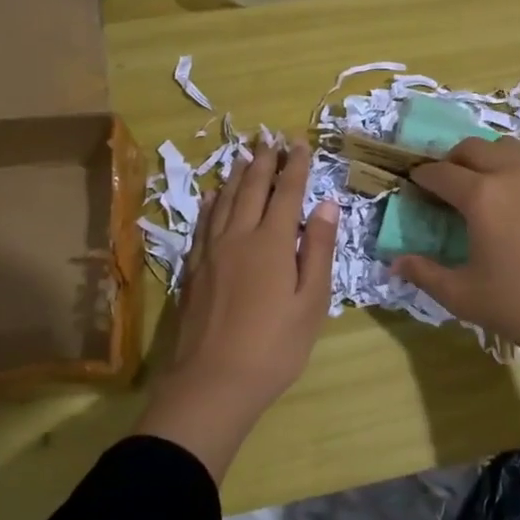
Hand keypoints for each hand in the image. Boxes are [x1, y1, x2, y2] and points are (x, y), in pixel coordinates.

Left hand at [137, 140, 338, 478]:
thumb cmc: (275, 346)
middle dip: (264, 161)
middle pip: (251, 188)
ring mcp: (211, 252)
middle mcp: (239, 236)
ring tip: (244, 155)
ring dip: (236, 175)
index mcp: (272, 242)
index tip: (300, 142)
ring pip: (224, 201)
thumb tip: (326, 205)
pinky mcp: (194, 269)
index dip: (295, 166)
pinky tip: (211, 197)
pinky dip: (210, 204)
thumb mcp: (311, 301)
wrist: (213, 381)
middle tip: (271, 138)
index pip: (287, 192)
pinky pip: (203, 223)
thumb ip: (318, 250)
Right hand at [392, 137, 519, 366]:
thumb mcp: (463, 296)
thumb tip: (395, 263)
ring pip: (508, 148)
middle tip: (444, 183)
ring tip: (481, 184)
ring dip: (486, 157)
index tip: (413, 184)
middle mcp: (513, 174)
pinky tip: (517, 201)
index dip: (422, 176)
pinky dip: (515, 170)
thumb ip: (425, 274)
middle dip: (452, 160)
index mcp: (482, 195)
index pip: (441, 173)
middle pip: (473, 148)